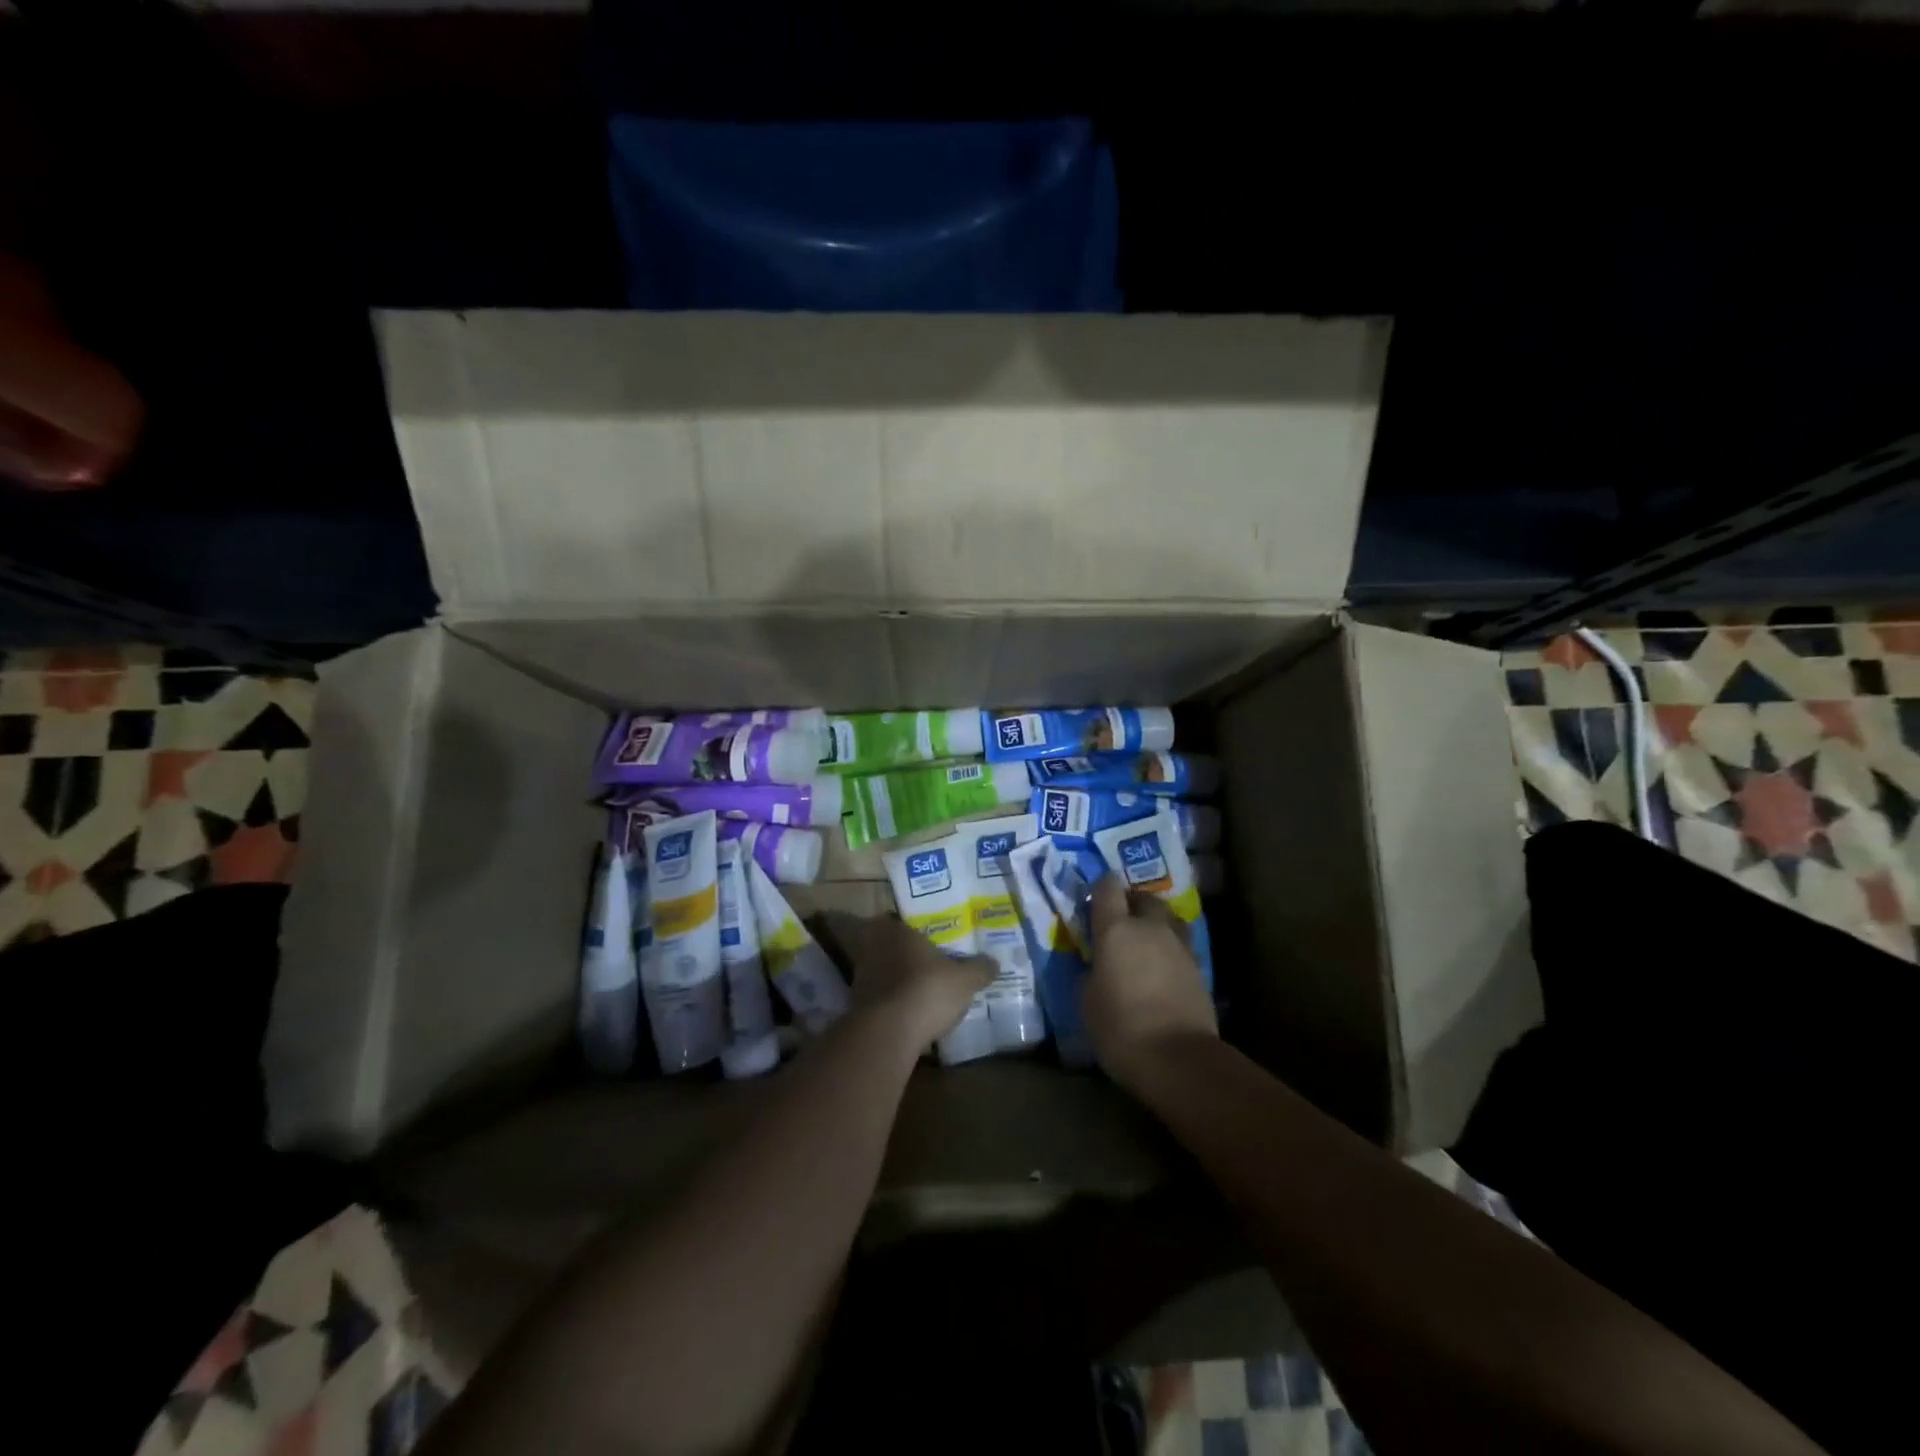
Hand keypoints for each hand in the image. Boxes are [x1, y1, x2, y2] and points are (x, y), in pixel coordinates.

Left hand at [819, 912, 995, 1050]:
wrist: (890, 1032)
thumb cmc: (928, 990)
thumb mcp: (965, 980)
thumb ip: (979, 969)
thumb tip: (993, 962)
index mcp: (898, 932)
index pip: (895, 919)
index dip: (908, 928)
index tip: (923, 936)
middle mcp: (875, 949)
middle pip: (885, 945)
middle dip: (900, 954)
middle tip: (922, 963)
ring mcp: (862, 978)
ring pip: (879, 972)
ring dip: (892, 979)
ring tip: (915, 990)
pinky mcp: (857, 1007)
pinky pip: (877, 998)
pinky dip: (888, 1003)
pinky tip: (906, 1014)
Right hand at [1084, 875, 1217, 1092]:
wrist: (1178, 1059)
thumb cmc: (1120, 1028)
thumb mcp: (1086, 1001)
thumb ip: (1089, 972)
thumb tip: (1094, 964)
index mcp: (1116, 929)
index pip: (1107, 888)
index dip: (1099, 888)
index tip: (1093, 899)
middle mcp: (1150, 928)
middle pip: (1144, 898)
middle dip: (1131, 903)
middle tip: (1119, 923)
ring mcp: (1179, 946)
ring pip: (1168, 919)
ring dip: (1155, 924)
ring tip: (1144, 944)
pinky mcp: (1199, 968)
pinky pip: (1180, 945)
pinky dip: (1170, 950)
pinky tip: (1161, 969)